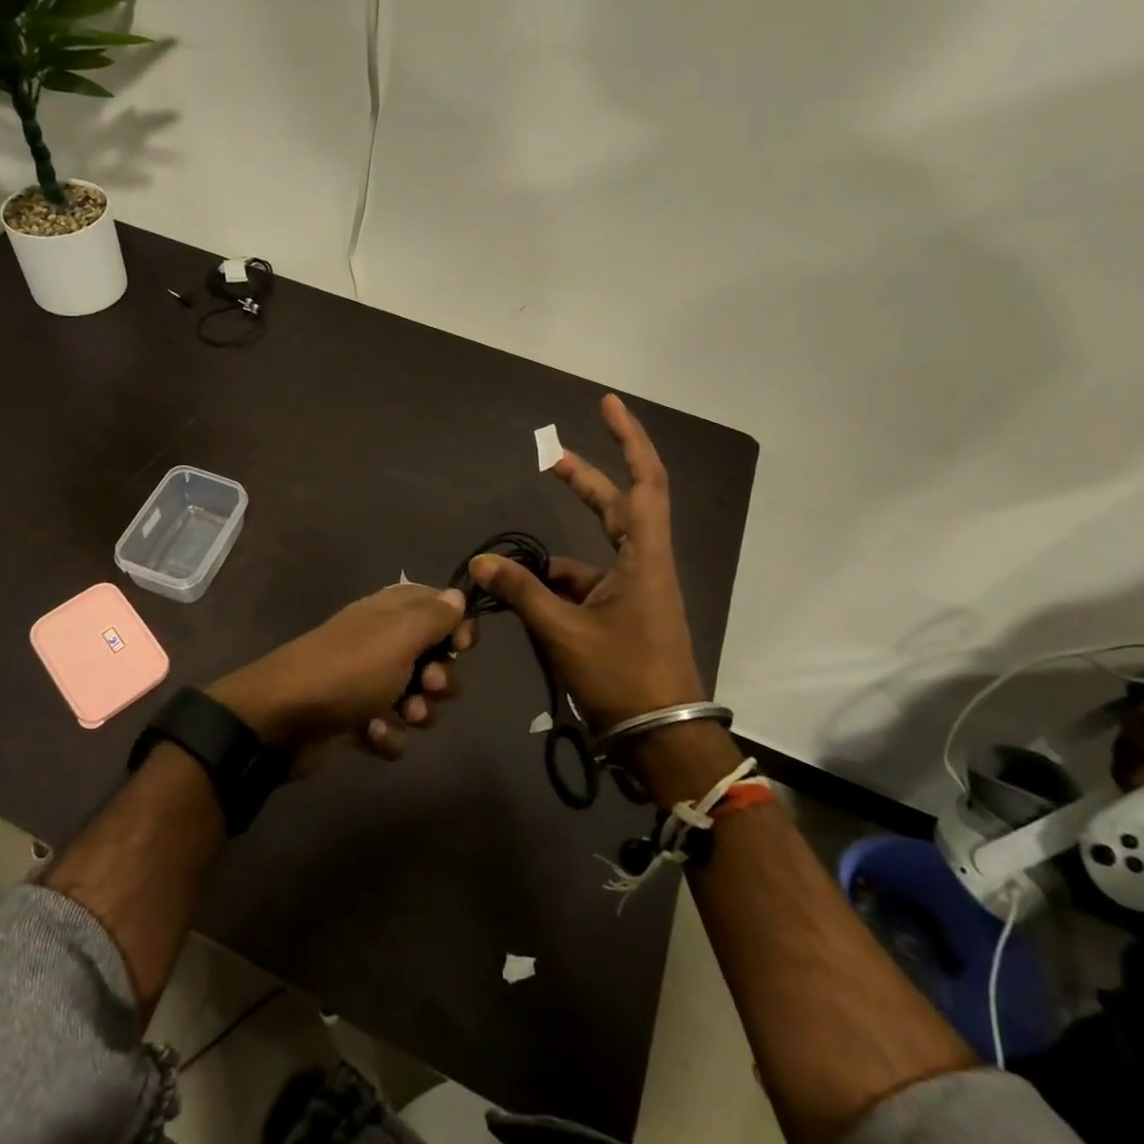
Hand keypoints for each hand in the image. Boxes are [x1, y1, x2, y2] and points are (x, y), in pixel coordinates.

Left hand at [209, 584, 475, 762]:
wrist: (281, 721)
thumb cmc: (348, 671)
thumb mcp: (398, 637)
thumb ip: (433, 617)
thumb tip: (457, 596)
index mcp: (390, 612)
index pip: (437, 605)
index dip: (456, 625)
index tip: (461, 646)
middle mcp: (381, 642)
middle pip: (433, 657)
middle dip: (440, 678)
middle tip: (428, 686)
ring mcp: (367, 683)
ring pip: (416, 698)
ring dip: (418, 712)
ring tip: (403, 717)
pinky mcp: (356, 720)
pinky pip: (390, 729)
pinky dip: (386, 737)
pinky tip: (372, 736)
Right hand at [471, 394, 705, 731]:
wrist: (663, 739)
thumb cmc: (623, 677)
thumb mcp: (564, 633)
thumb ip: (522, 592)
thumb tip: (479, 564)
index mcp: (644, 556)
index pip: (644, 481)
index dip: (628, 439)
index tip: (607, 404)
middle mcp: (645, 563)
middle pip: (618, 505)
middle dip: (585, 480)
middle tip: (550, 457)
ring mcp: (637, 589)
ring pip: (595, 553)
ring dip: (557, 557)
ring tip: (514, 572)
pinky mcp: (626, 613)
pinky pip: (588, 585)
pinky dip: (559, 587)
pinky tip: (529, 601)